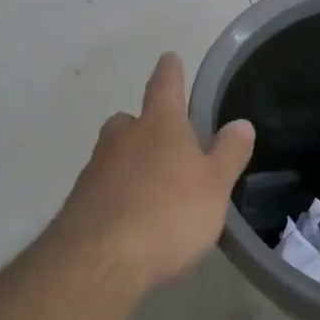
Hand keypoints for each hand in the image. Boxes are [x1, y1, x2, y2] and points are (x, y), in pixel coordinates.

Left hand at [45, 53, 255, 292]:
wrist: (98, 261)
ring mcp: (95, 169)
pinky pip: (103, 188)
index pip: (165, 84)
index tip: (170, 58)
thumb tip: (241, 124)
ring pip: (114, 154)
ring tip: (152, 188)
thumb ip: (229, 153)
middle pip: (131, 120)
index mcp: (159, 125)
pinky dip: (116, 194)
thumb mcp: (214, 185)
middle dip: (145, 125)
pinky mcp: (79, 203)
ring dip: (130, 163)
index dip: (170, 70)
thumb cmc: (168, 213)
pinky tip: (131, 219)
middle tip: (166, 143)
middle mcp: (122, 137)